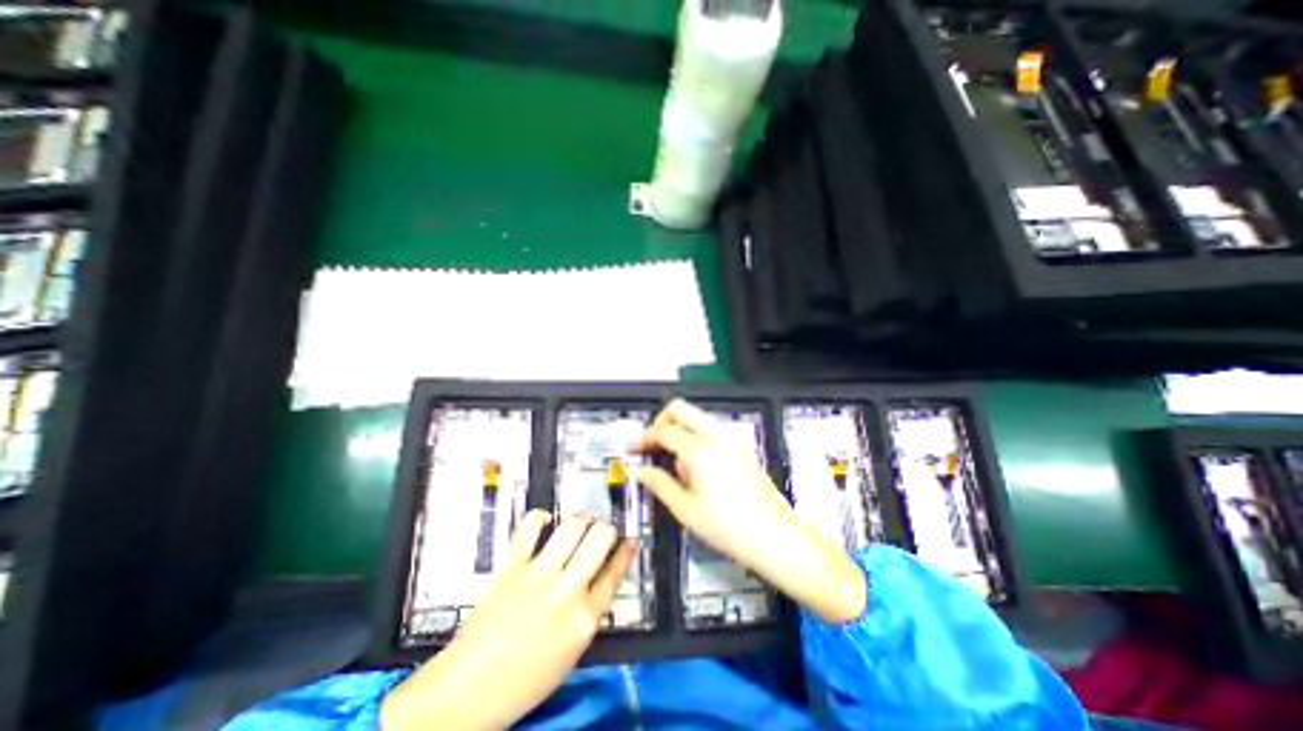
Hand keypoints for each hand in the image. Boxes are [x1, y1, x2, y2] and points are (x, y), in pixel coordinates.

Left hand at [378, 513, 635, 730]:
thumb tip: (600, 578)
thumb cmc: (523, 679)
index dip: (626, 551)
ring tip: (579, 522)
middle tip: (600, 531)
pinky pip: (530, 527)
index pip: (616, 572)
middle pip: (601, 538)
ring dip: (581, 518)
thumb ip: (588, 612)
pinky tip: (543, 522)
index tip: (629, 540)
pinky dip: (539, 518)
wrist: (468, 691)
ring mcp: (539, 574)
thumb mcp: (571, 652)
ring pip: (573, 525)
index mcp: (585, 618)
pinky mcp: (513, 566)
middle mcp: (567, 591)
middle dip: (606, 529)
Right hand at [632, 401, 861, 621]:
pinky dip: (696, 433)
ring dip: (679, 427)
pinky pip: (711, 427)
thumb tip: (641, 471)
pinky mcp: (741, 445)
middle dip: (661, 421)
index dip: (644, 437)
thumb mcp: (686, 510)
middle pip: (680, 408)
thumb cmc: (728, 527)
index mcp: (698, 450)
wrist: (774, 535)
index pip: (663, 430)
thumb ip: (660, 484)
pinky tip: (696, 463)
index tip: (634, 449)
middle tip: (653, 444)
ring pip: (696, 415)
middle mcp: (715, 435)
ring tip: (673, 459)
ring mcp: (731, 437)